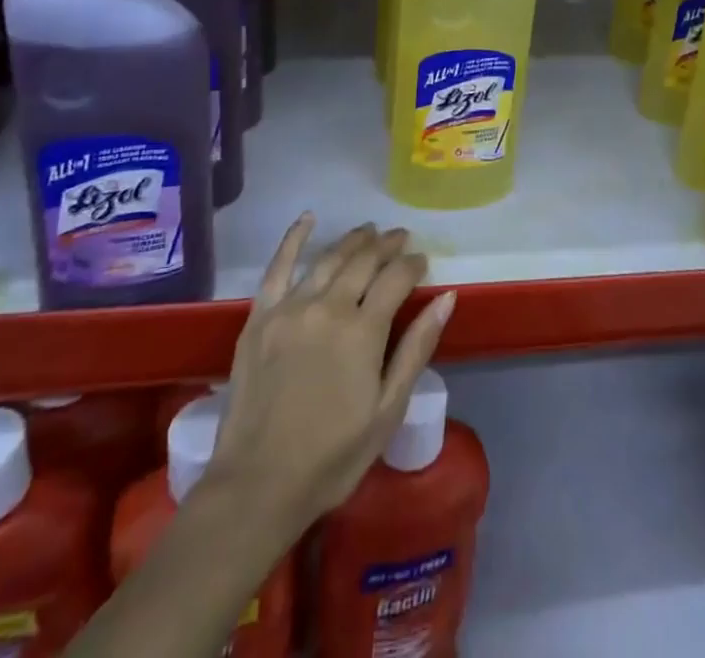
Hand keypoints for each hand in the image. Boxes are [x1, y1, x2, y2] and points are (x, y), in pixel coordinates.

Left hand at [208, 215, 454, 535]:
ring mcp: (290, 308)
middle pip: (364, 261)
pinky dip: (293, 238)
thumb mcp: (388, 409)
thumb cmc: (333, 456)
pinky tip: (307, 218)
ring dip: (353, 240)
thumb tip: (446, 297)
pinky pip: (277, 267)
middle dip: (387, 245)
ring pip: (328, 258)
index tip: (423, 262)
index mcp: (363, 331)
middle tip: (401, 238)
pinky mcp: (260, 317)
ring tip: (370, 231)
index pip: (396, 279)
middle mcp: (328, 307)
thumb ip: (416, 348)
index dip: (413, 265)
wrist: (257, 486)